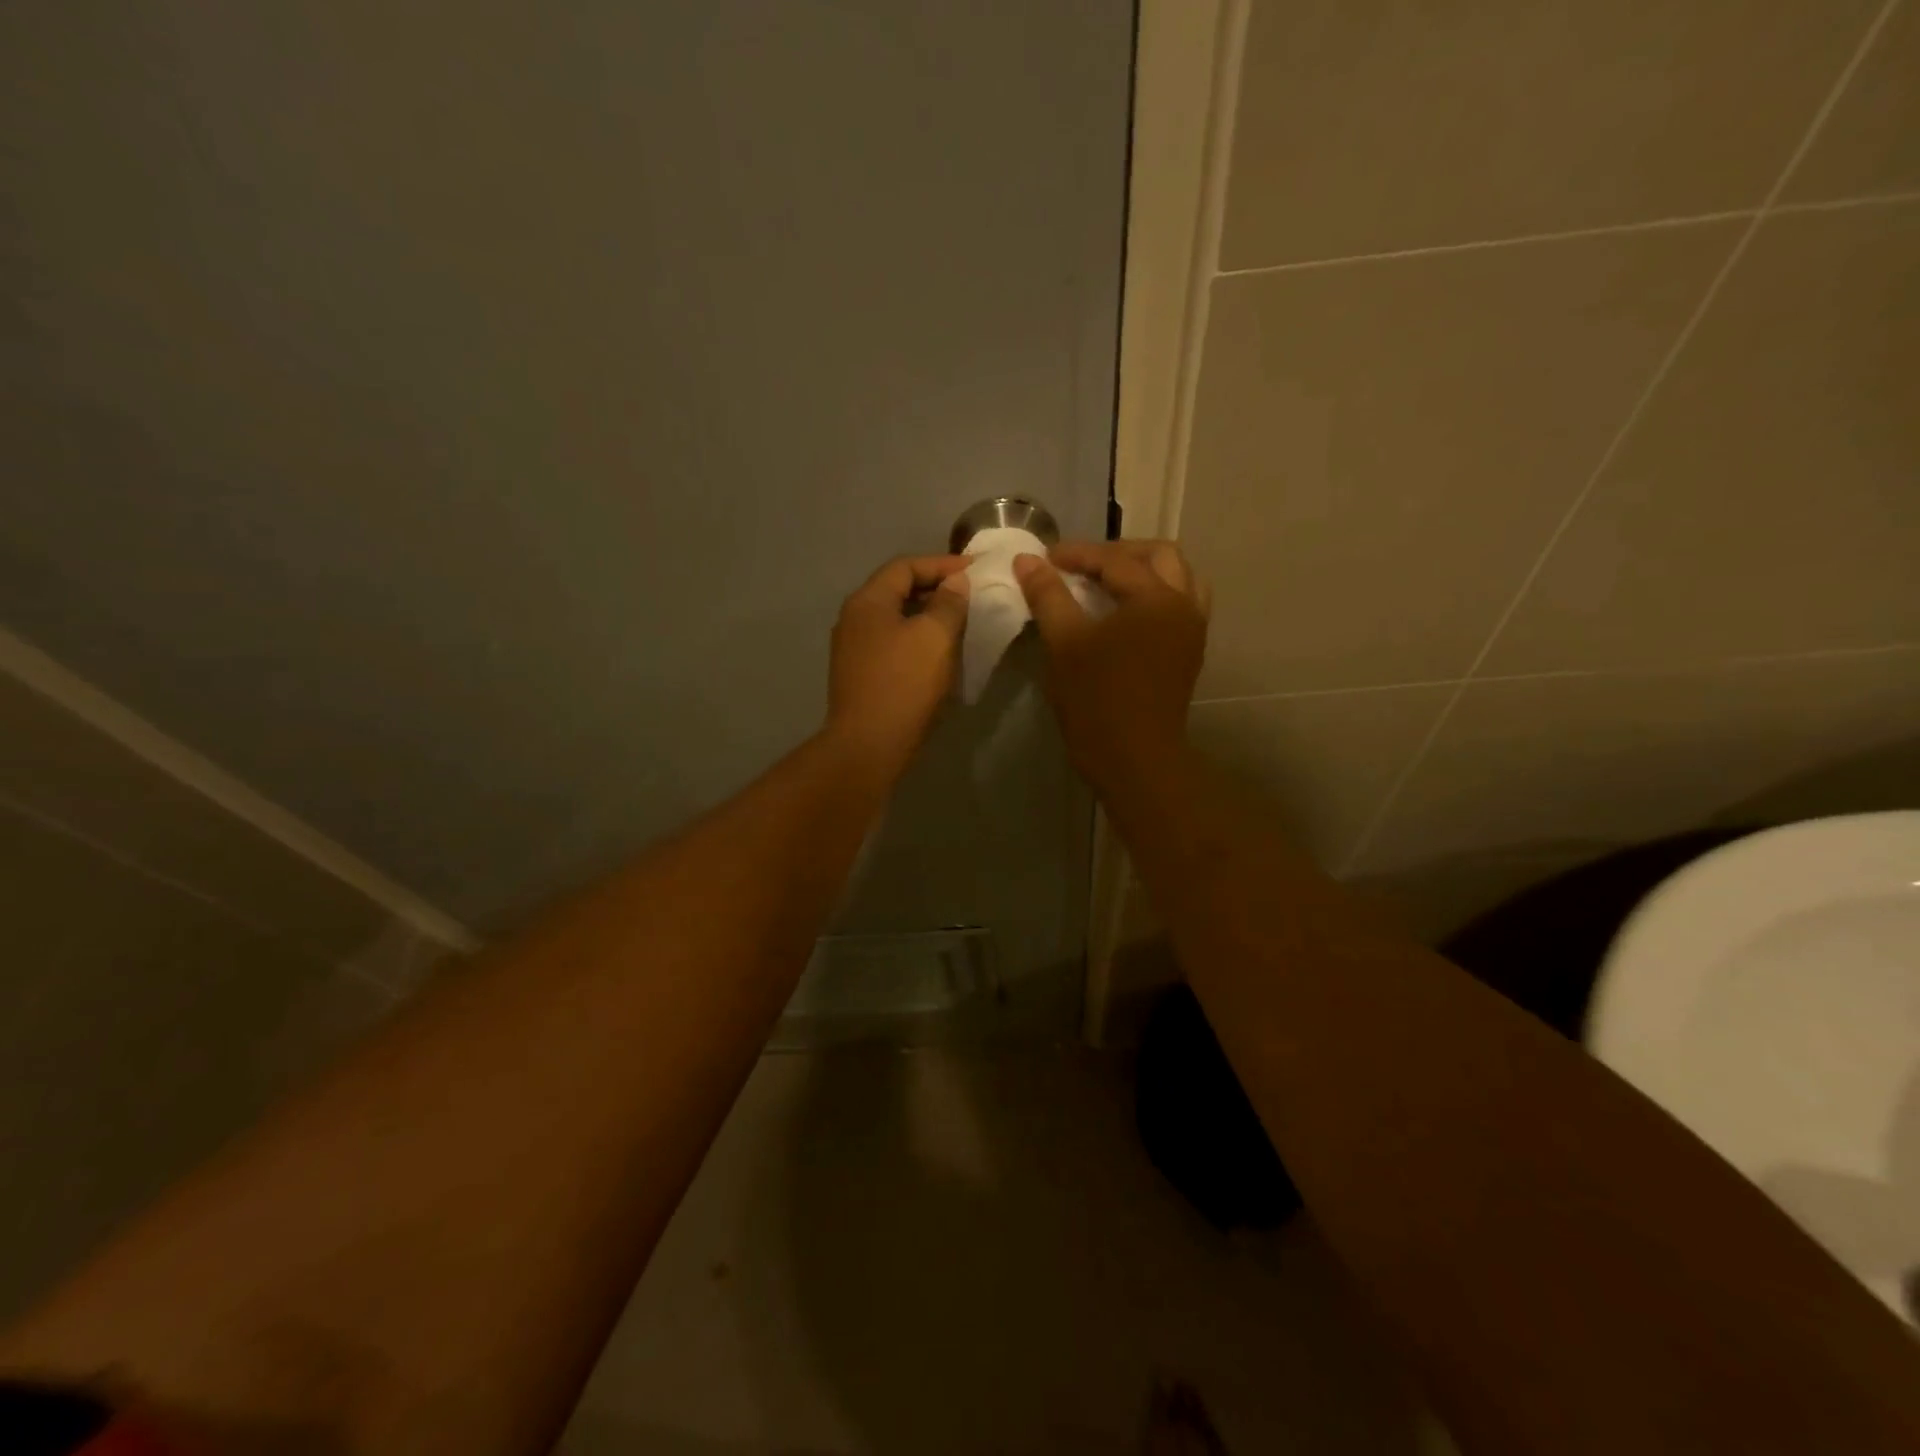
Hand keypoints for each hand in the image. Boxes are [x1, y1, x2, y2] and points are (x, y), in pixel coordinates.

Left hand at [825, 554, 970, 762]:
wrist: (868, 746)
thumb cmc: (904, 684)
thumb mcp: (935, 637)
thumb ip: (949, 603)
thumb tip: (956, 583)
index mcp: (867, 601)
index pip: (905, 566)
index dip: (941, 564)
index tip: (975, 570)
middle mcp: (854, 619)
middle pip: (896, 590)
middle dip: (934, 588)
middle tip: (969, 594)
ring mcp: (853, 649)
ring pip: (895, 619)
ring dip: (926, 615)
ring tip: (959, 621)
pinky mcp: (860, 675)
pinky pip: (891, 643)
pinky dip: (916, 639)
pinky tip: (938, 652)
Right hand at [1013, 539, 1209, 787]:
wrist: (1134, 759)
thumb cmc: (1096, 699)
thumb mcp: (1065, 643)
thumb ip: (1048, 596)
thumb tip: (1026, 559)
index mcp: (1157, 598)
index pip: (1115, 560)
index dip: (1076, 554)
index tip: (1043, 558)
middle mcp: (1184, 605)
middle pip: (1159, 555)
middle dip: (1117, 553)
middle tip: (1080, 565)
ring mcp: (1192, 630)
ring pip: (1177, 578)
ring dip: (1144, 570)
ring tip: (1107, 582)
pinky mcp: (1189, 653)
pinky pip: (1180, 604)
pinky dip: (1155, 595)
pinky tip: (1125, 612)